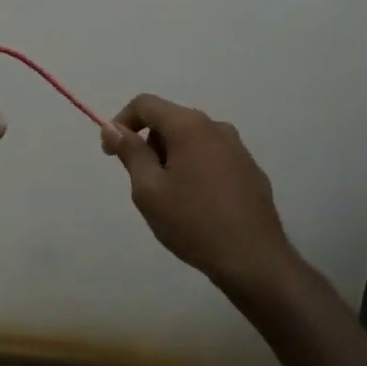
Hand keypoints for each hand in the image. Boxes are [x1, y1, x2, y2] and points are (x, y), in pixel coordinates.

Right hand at [101, 94, 291, 288]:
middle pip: (170, 120)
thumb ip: (130, 152)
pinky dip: (196, 170)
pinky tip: (199, 205)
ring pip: (192, 140)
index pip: (145, 104)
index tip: (111, 153)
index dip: (121, 122)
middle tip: (144, 183)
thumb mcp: (149, 189)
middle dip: (149, 144)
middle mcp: (216, 127)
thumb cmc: (193, 222)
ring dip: (173, 158)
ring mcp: (238, 149)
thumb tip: (113, 128)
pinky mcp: (251, 171)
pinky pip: (213, 158)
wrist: (254, 261)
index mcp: (189, 126)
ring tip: (171, 199)